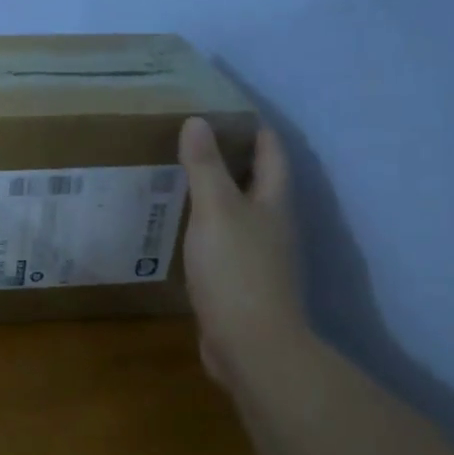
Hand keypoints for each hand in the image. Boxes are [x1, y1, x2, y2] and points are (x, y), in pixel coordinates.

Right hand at [179, 116, 312, 408]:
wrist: (251, 344)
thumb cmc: (236, 270)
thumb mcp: (215, 210)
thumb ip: (204, 166)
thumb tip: (197, 120)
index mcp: (274, 201)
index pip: (271, 151)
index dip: (252, 128)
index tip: (223, 110)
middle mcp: (273, 224)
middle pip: (258, 181)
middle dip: (232, 159)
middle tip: (192, 142)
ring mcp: (260, 256)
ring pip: (239, 214)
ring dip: (217, 196)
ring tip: (180, 180)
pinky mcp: (241, 282)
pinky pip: (224, 243)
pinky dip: (206, 229)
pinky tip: (182, 230)